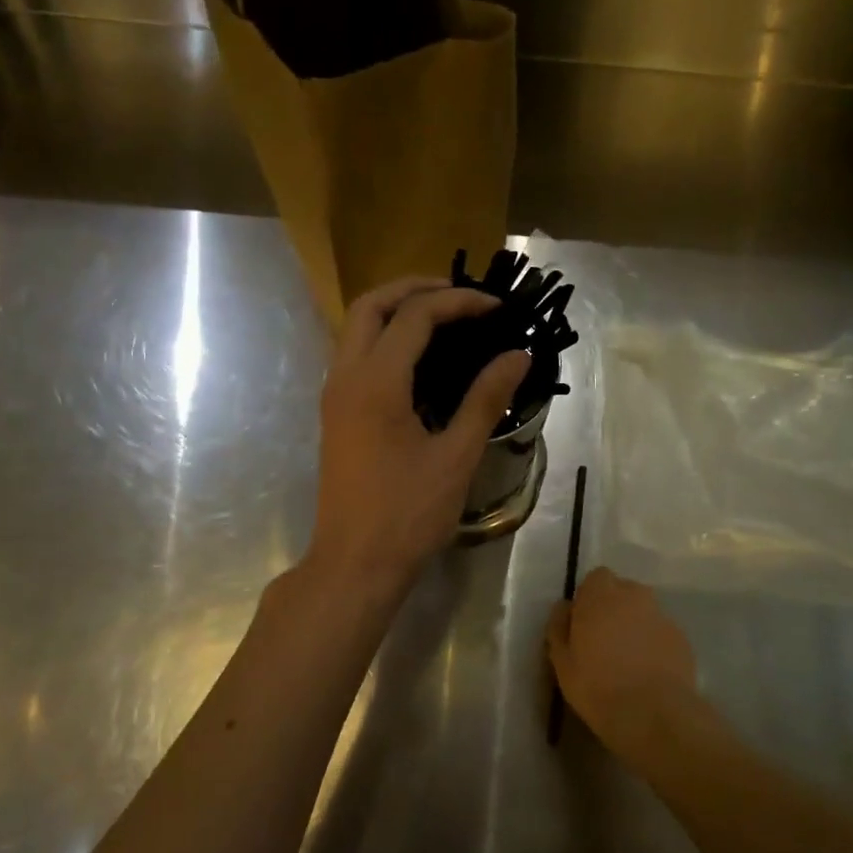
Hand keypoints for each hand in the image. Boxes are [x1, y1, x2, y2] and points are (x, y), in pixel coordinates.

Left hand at [307, 277, 529, 600]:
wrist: (354, 564)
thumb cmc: (408, 514)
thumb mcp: (457, 456)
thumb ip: (486, 399)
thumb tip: (518, 355)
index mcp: (376, 382)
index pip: (416, 315)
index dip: (459, 302)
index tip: (497, 308)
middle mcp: (346, 377)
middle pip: (371, 305)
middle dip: (415, 288)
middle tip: (461, 296)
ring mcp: (334, 395)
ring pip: (356, 327)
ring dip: (396, 310)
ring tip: (444, 317)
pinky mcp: (335, 413)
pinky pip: (355, 354)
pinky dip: (385, 337)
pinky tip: (420, 357)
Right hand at [547, 568, 702, 761]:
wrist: (654, 714)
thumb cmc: (597, 686)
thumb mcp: (562, 662)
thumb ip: (559, 627)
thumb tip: (565, 608)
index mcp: (601, 596)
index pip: (596, 578)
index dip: (589, 597)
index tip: (583, 623)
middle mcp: (634, 597)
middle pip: (622, 591)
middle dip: (613, 608)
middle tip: (603, 641)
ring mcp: (662, 616)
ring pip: (643, 612)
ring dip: (634, 625)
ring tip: (627, 659)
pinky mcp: (682, 639)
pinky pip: (660, 633)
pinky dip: (653, 644)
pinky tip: (647, 672)